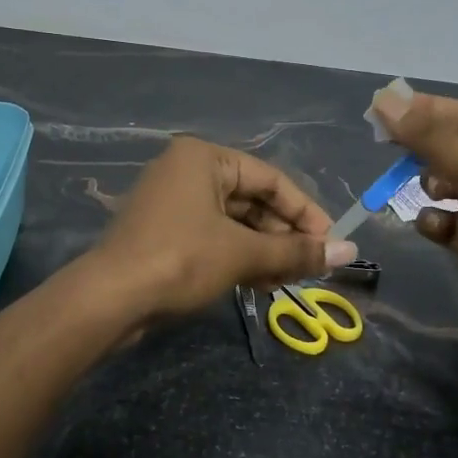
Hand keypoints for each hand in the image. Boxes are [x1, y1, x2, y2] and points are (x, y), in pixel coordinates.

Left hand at [88, 137, 358, 319]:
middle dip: (283, 236)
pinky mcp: (164, 232)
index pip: (271, 179)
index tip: (330, 244)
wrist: (108, 300)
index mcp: (204, 158)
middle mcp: (187, 171)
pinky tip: (258, 284)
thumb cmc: (179, 260)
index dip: (306, 212)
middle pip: (252, 200)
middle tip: (310, 268)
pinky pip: (213, 237)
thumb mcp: (242, 254)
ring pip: (234, 222)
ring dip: (263, 251)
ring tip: (286, 282)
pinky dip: (238, 257)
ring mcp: (172, 202)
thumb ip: (296, 251)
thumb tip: (349, 251)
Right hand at [374, 88, 457, 352]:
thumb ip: (429, 137)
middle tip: (391, 149)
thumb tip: (384, 100)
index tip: (384, 110)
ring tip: (429, 192)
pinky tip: (432, 226)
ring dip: (434, 187)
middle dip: (430, 152)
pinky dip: (439, 222)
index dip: (429, 111)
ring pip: (456, 186)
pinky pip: (454, 223)